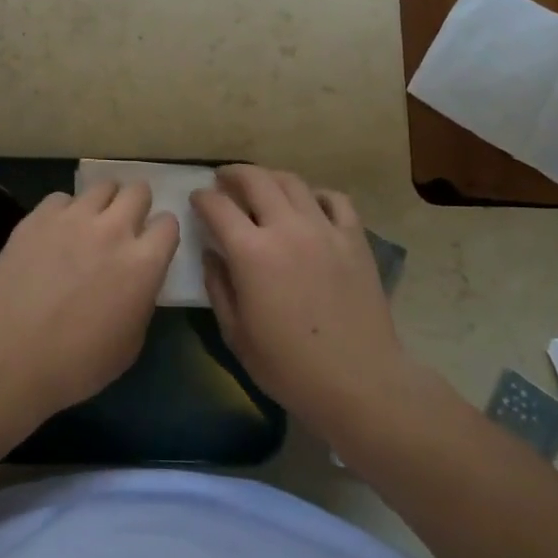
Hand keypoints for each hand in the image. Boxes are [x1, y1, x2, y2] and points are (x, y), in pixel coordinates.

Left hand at [0, 180, 178, 421]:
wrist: (10, 356)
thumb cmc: (77, 364)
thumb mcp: (130, 342)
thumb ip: (141, 298)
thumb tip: (136, 280)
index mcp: (143, 263)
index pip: (168, 223)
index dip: (160, 234)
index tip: (151, 245)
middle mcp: (113, 230)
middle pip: (138, 191)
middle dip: (136, 205)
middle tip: (124, 225)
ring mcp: (73, 218)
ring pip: (101, 186)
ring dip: (102, 203)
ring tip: (90, 224)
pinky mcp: (38, 217)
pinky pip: (61, 199)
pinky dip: (64, 212)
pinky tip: (54, 234)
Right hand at [191, 165, 410, 438]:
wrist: (359, 382)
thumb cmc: (289, 367)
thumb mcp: (236, 334)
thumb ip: (218, 286)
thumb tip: (212, 254)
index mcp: (251, 252)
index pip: (217, 206)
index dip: (202, 198)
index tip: (197, 199)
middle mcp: (286, 228)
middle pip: (255, 180)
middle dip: (233, 174)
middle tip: (224, 180)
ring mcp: (324, 230)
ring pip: (293, 183)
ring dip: (270, 178)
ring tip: (262, 187)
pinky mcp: (354, 239)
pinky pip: (335, 200)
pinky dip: (316, 195)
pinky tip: (309, 206)